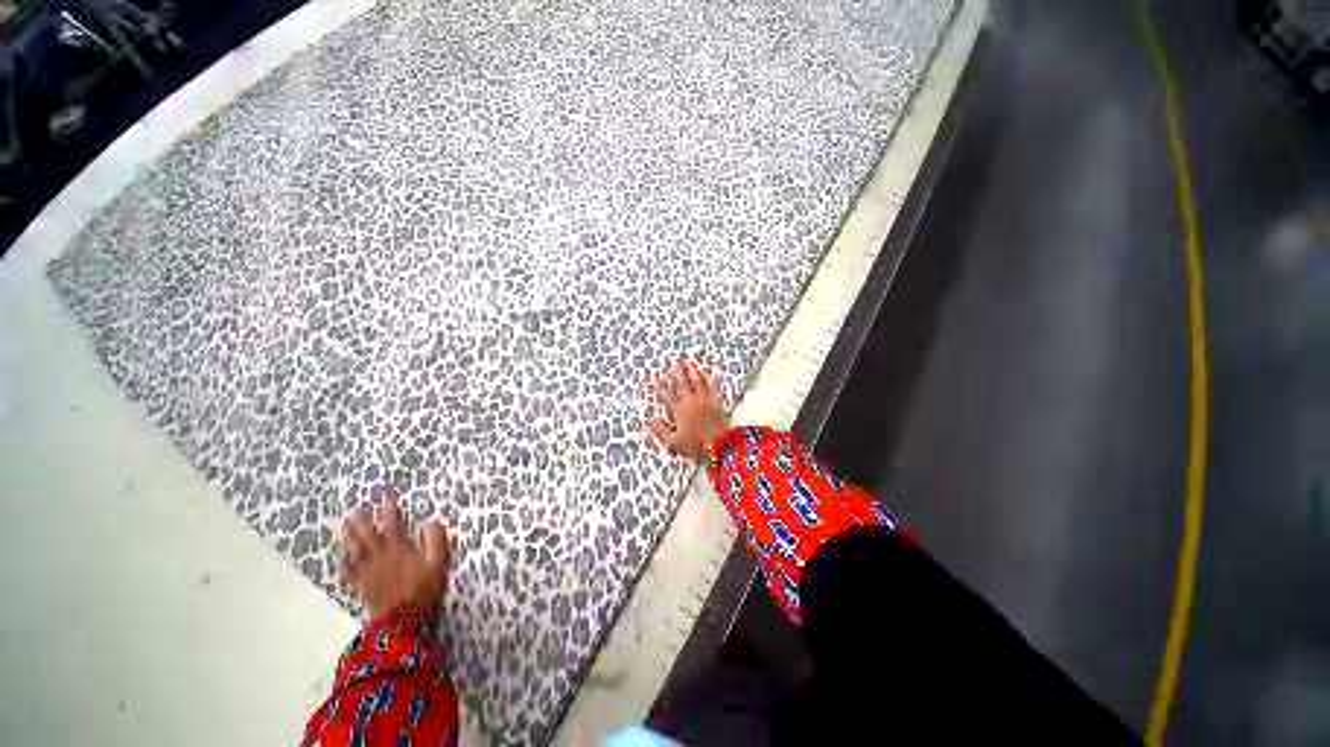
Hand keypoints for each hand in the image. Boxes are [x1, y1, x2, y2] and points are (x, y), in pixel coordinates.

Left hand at [338, 490, 449, 618]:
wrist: (401, 620)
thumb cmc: (422, 590)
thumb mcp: (437, 564)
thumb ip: (435, 541)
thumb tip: (431, 521)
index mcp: (399, 550)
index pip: (393, 525)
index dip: (389, 511)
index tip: (384, 496)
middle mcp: (381, 557)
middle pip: (368, 537)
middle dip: (361, 522)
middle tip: (353, 511)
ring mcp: (368, 572)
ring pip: (355, 551)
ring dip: (348, 538)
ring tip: (343, 526)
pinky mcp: (361, 586)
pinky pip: (349, 573)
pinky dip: (343, 565)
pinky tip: (340, 559)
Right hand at [647, 357, 730, 462]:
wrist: (719, 446)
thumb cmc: (696, 446)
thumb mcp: (674, 442)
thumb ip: (660, 430)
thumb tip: (648, 421)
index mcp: (679, 411)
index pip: (666, 396)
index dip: (659, 386)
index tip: (653, 377)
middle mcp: (691, 403)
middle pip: (683, 384)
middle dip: (677, 372)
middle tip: (674, 361)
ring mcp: (704, 401)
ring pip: (697, 382)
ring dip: (692, 371)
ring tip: (688, 362)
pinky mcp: (716, 403)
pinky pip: (712, 387)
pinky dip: (708, 378)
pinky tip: (707, 372)